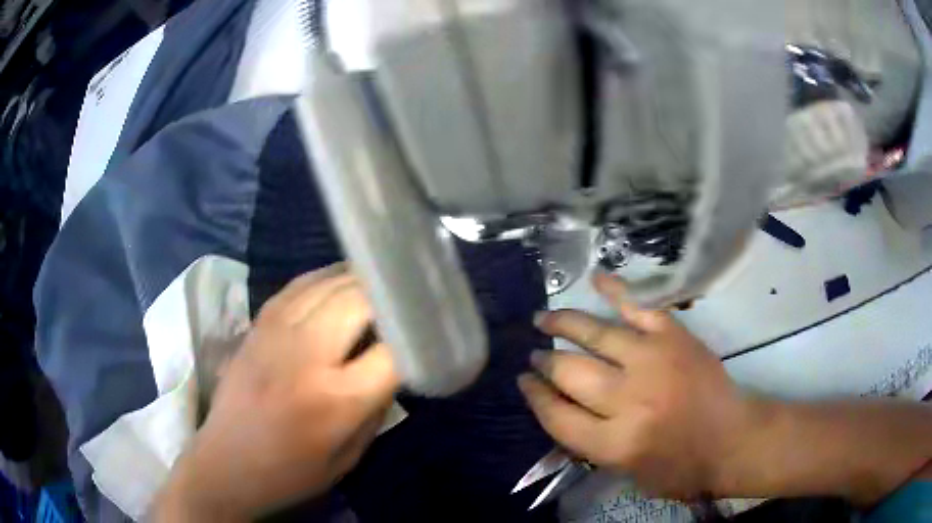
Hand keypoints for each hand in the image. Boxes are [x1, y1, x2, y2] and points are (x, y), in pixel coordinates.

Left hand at [152, 265, 399, 520]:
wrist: (226, 463)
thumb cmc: (291, 473)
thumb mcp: (349, 457)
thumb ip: (376, 408)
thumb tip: (393, 365)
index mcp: (335, 399)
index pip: (394, 351)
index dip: (418, 338)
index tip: (430, 334)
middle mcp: (306, 355)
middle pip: (360, 301)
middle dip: (390, 297)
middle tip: (407, 302)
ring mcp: (277, 332)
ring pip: (329, 283)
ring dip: (359, 280)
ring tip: (381, 282)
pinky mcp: (258, 324)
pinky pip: (298, 285)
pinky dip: (324, 278)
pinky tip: (338, 281)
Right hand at [518, 271, 751, 499]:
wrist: (732, 439)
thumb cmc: (680, 467)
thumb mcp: (626, 473)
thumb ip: (590, 445)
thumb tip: (560, 409)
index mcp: (615, 443)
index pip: (557, 416)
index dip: (535, 396)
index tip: (524, 381)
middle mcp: (629, 400)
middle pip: (570, 372)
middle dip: (545, 362)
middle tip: (536, 355)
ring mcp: (652, 361)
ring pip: (594, 335)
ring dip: (562, 324)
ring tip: (544, 320)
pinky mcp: (674, 338)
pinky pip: (638, 308)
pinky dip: (615, 291)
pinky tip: (595, 279)